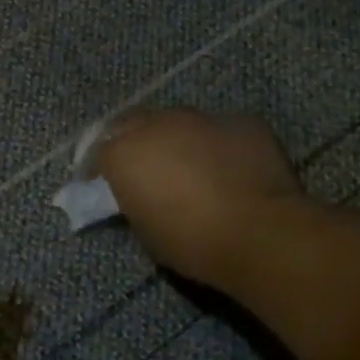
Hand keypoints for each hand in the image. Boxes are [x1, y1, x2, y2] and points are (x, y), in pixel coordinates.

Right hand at [94, 110, 306, 288]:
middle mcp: (158, 124)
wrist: (261, 233)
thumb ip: (134, 200)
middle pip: (134, 123)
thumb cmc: (192, 242)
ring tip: (187, 165)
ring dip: (176, 139)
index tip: (102, 183)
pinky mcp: (242, 121)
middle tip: (142, 168)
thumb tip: (139, 192)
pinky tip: (228, 167)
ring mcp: (202, 117)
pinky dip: (216, 144)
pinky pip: (220, 129)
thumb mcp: (145, 228)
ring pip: (179, 122)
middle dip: (132, 142)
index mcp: (125, 152)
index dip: (100, 167)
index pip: (99, 150)